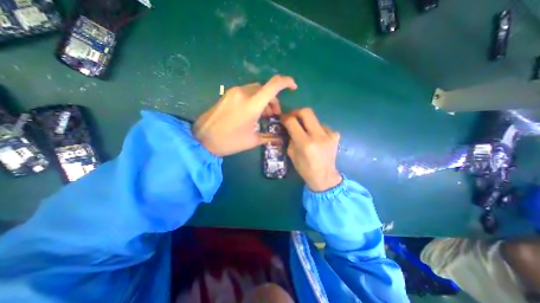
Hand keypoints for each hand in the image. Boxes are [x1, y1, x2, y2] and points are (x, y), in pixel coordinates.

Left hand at [193, 76, 297, 156]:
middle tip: (274, 115)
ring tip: (263, 115)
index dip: (287, 82)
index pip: (273, 85)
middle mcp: (243, 93)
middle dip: (274, 100)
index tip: (294, 87)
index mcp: (252, 105)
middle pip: (265, 89)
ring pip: (256, 90)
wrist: (202, 139)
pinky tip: (252, 112)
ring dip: (264, 100)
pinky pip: (246, 92)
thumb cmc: (229, 141)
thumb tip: (280, 137)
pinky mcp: (228, 94)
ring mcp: (234, 92)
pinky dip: (254, 99)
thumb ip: (269, 136)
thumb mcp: (252, 140)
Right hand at [280, 108, 337, 190]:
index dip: (285, 117)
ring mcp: (329, 135)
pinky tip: (316, 138)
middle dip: (296, 112)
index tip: (282, 118)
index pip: (292, 122)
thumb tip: (289, 128)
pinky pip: (322, 126)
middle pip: (306, 112)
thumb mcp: (292, 154)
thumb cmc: (305, 169)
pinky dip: (316, 129)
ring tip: (305, 131)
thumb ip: (290, 139)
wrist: (325, 177)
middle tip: (292, 117)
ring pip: (315, 119)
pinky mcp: (335, 136)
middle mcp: (318, 136)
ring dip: (307, 122)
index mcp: (305, 144)